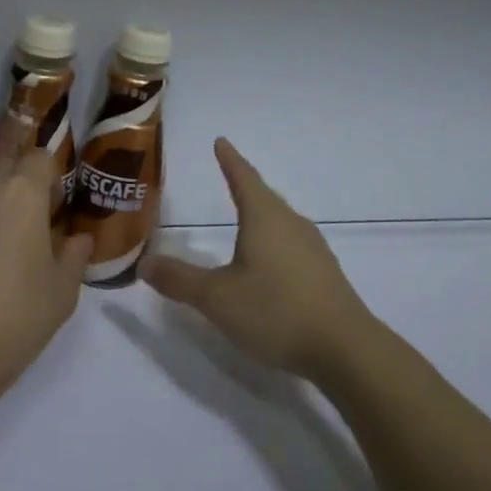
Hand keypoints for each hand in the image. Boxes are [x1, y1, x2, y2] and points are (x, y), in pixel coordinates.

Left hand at [0, 149, 91, 402]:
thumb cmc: (12, 319)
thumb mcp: (61, 296)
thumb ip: (74, 258)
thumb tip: (79, 239)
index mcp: (23, 193)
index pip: (40, 158)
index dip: (49, 178)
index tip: (51, 207)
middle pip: (2, 171)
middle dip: (13, 191)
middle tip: (19, 231)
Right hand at [141, 138, 376, 380]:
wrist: (346, 350)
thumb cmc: (276, 311)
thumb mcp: (217, 298)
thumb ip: (179, 279)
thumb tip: (144, 262)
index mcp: (265, 217)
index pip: (243, 177)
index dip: (229, 159)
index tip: (221, 141)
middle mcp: (291, 223)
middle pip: (264, 197)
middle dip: (244, 186)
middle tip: (227, 176)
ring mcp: (313, 248)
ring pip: (280, 221)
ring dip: (260, 215)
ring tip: (245, 218)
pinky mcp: (324, 273)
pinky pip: (291, 244)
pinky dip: (273, 241)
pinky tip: (269, 262)